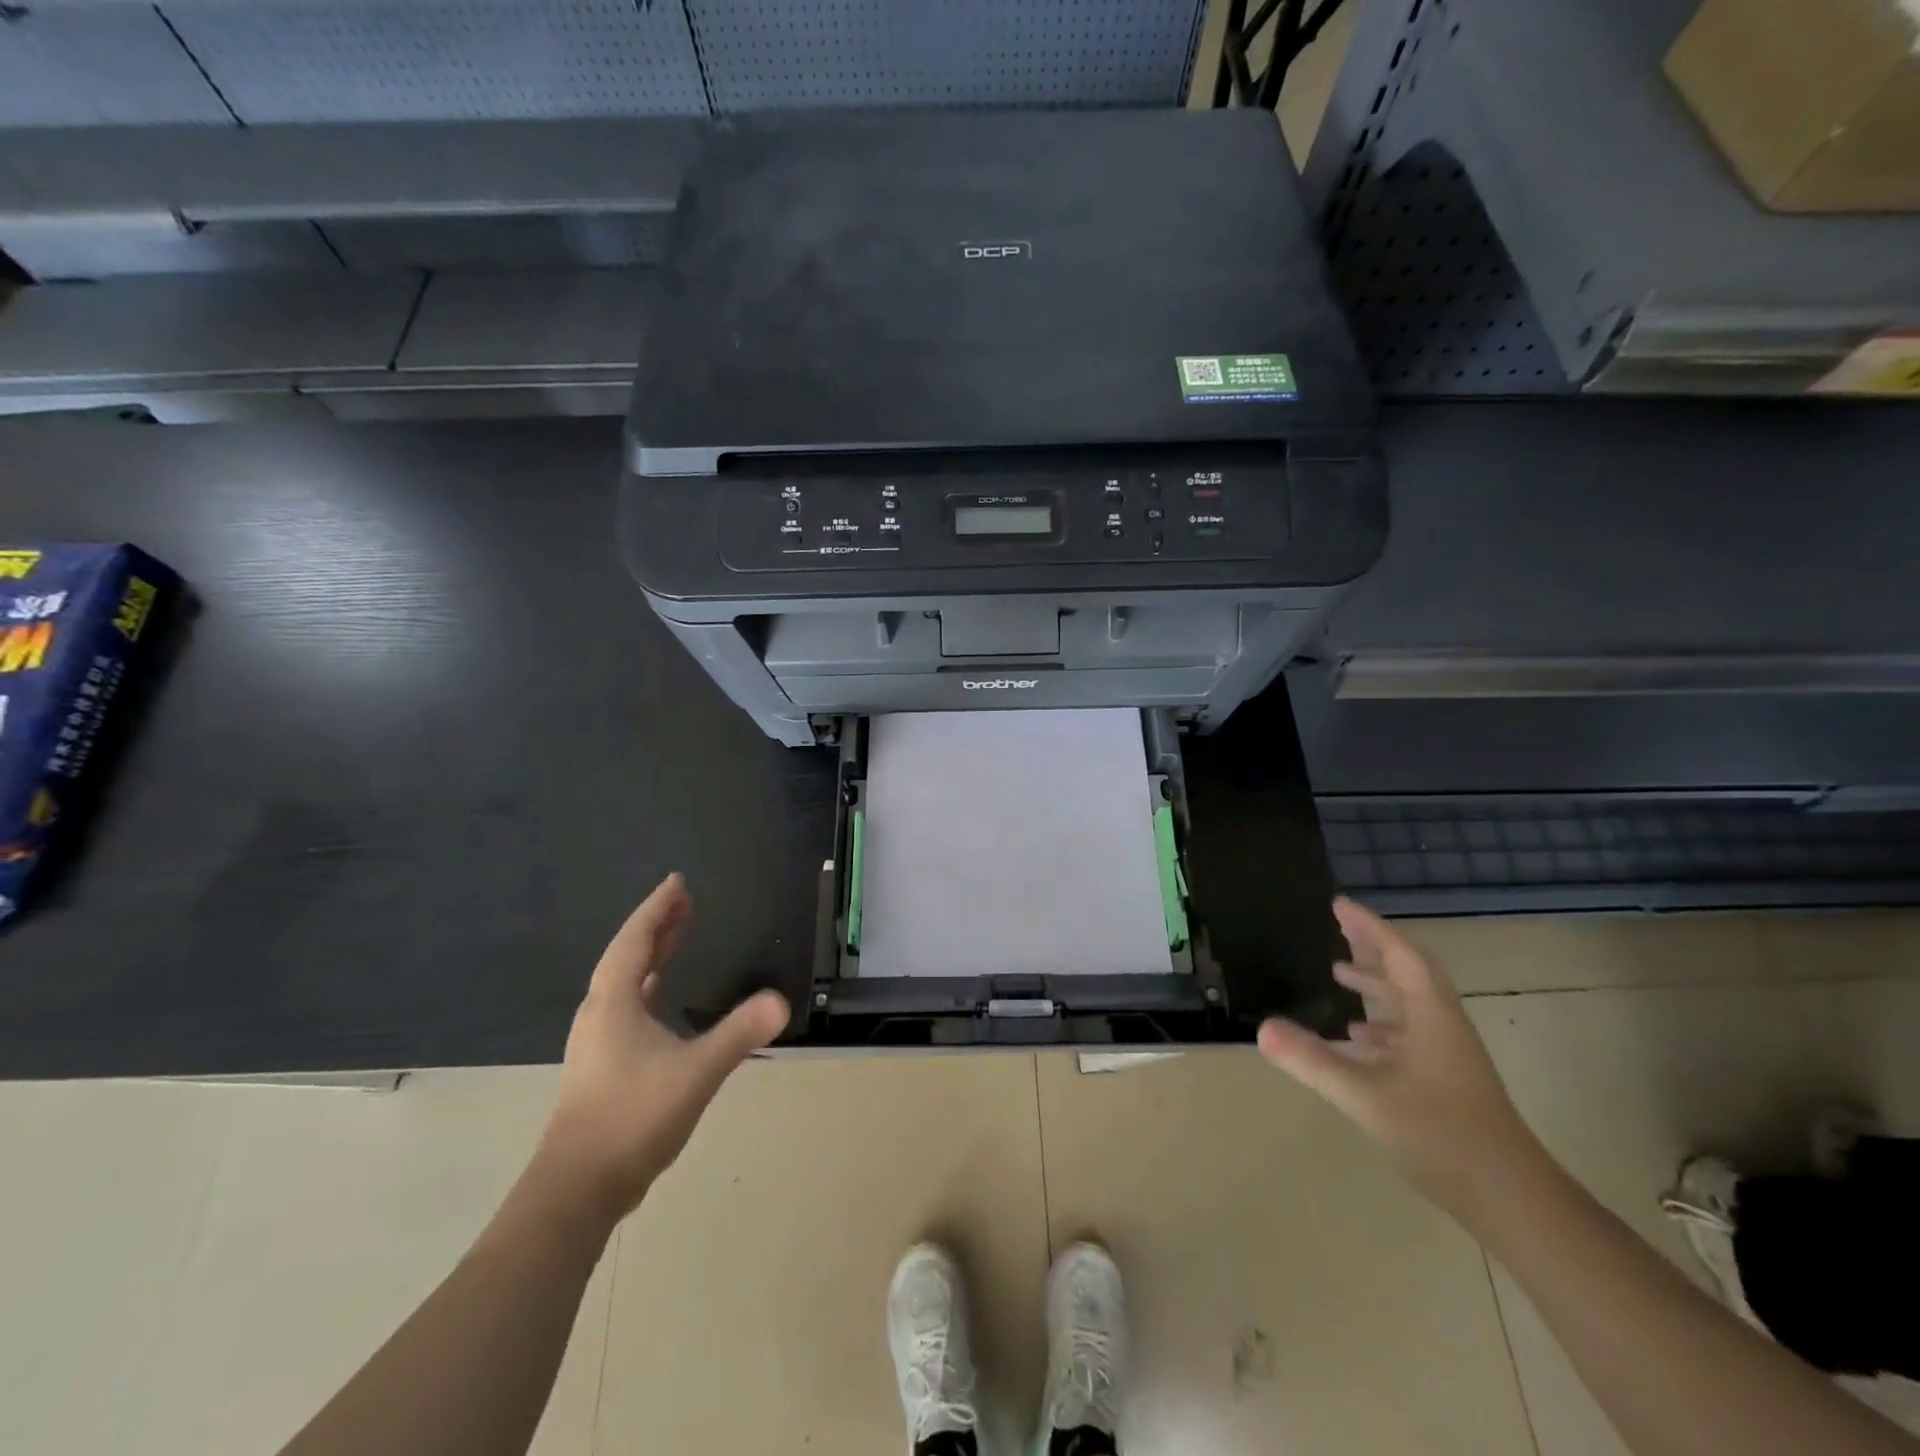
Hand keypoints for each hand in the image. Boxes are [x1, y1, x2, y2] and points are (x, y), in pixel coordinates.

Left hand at [531, 874, 788, 1228]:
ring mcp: (597, 1041)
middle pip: (628, 955)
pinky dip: (646, 986)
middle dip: (657, 925)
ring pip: (624, 981)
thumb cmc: (632, 1117)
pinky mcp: (602, 1065)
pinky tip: (658, 995)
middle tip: (684, 900)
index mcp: (614, 1003)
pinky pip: (626, 1004)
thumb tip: (782, 1001)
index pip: (636, 940)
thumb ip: (739, 1033)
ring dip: (651, 954)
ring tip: (676, 936)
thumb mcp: (695, 1071)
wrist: (577, 1188)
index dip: (658, 909)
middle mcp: (600, 1013)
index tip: (678, 882)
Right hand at [1257, 898, 1545, 1217]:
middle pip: (1406, 972)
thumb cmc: (1440, 1134)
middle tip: (1337, 927)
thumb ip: (1312, 1060)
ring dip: (1375, 984)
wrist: (1511, 1199)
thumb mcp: (1365, 1095)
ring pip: (1408, 1004)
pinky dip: (1378, 1024)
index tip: (1338, 904)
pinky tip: (1354, 1038)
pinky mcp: (1445, 1081)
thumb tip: (1262, 1028)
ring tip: (1338, 973)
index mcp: (1430, 1016)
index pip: (1399, 954)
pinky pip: (1407, 1033)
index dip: (1368, 926)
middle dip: (1371, 947)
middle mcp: (1441, 1026)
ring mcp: (1446, 1055)